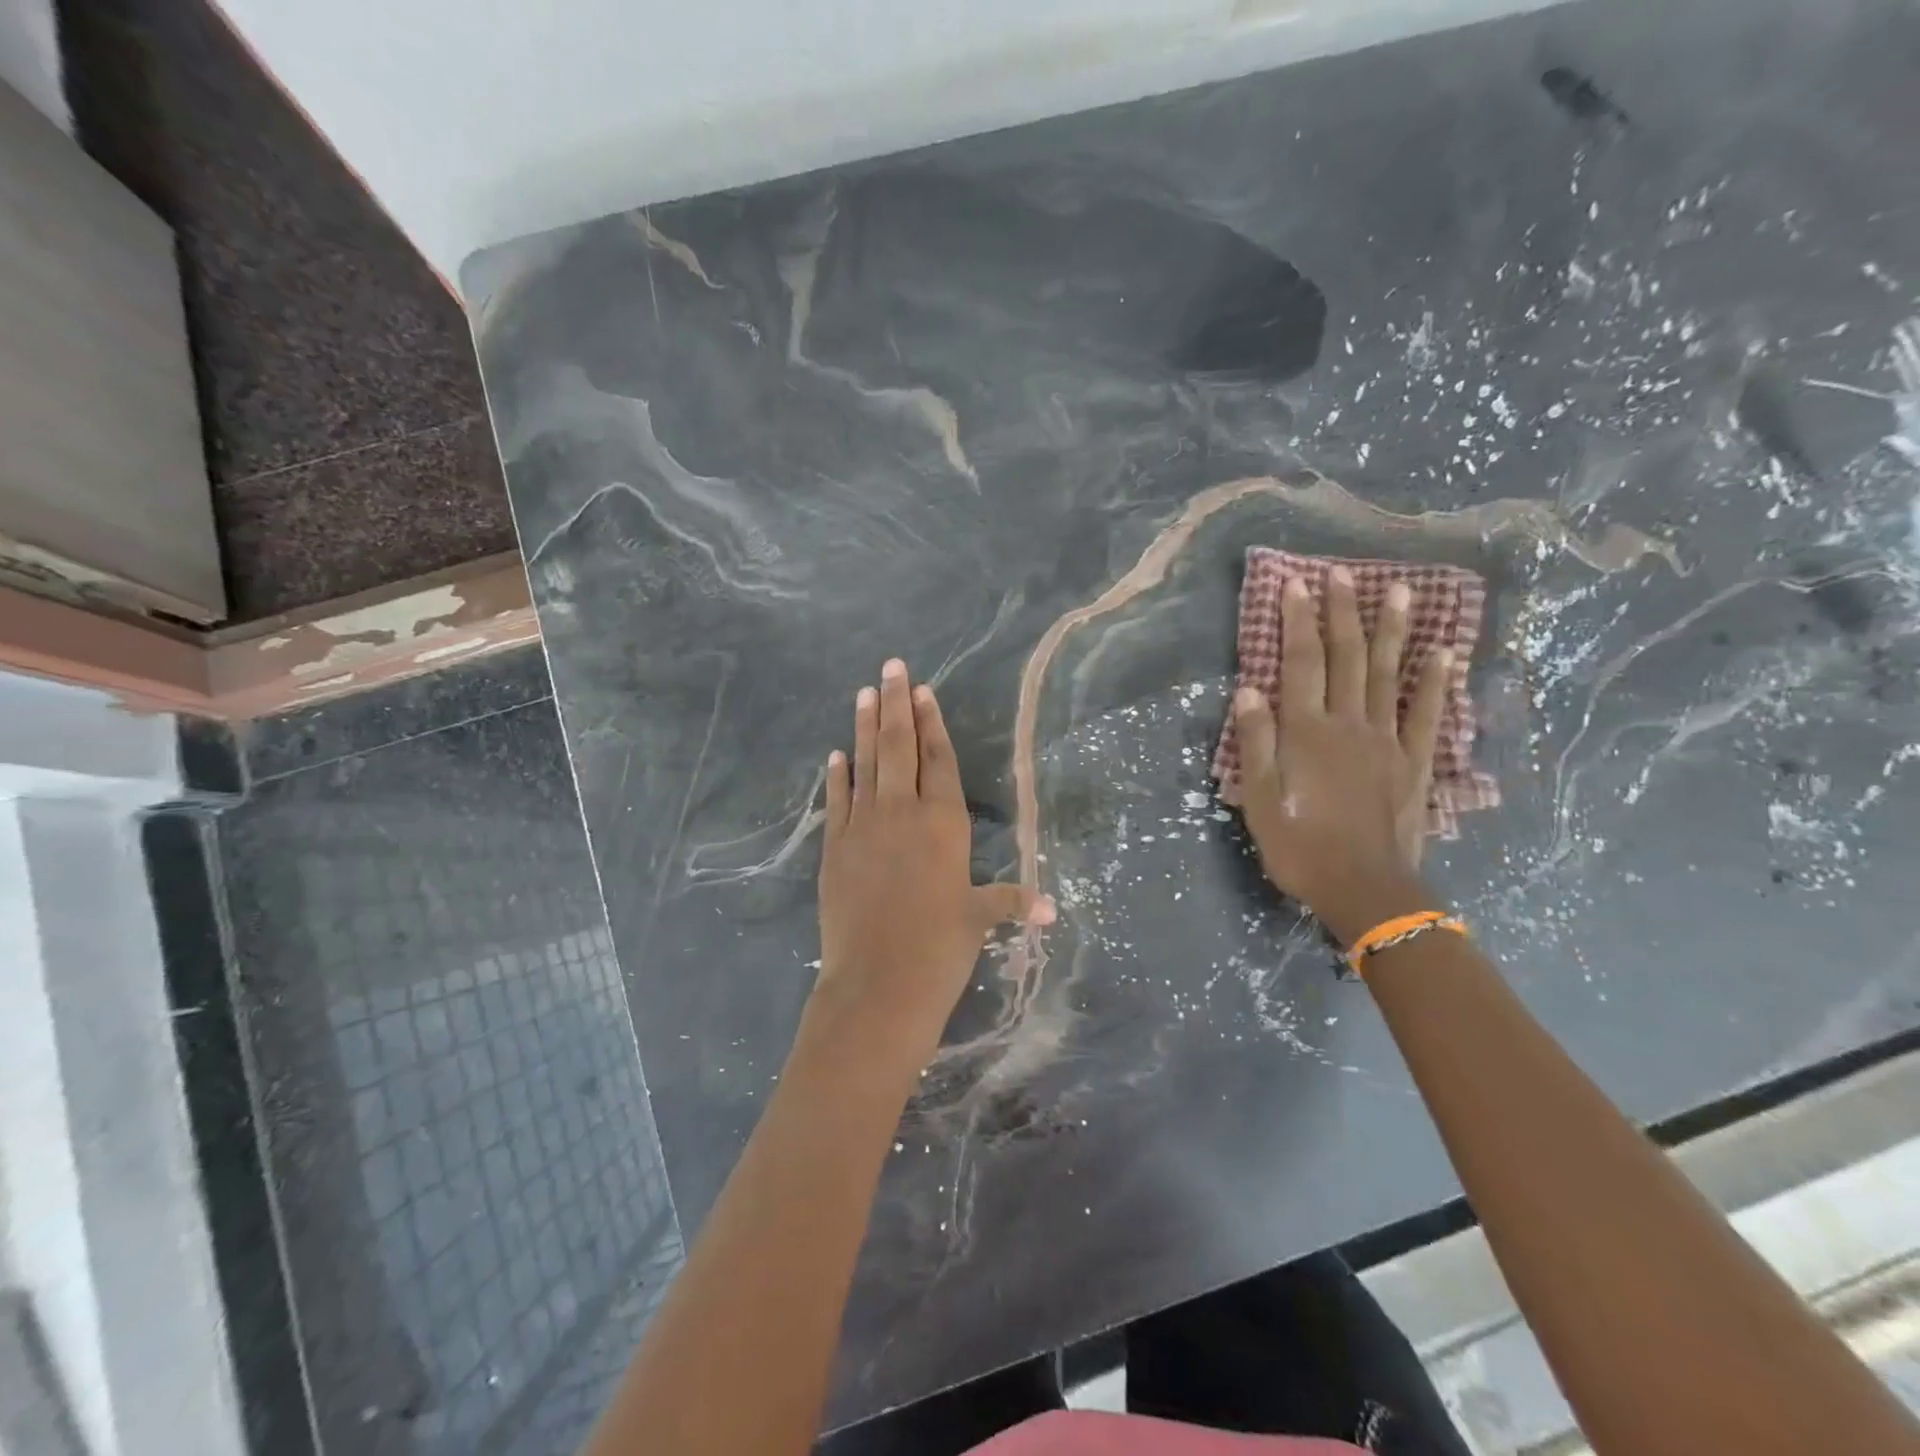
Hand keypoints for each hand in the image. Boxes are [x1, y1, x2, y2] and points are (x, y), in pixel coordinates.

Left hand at [815, 659, 1052, 1058]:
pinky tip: (836, 754)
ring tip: (865, 692)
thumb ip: (1010, 902)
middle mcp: (903, 813)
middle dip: (896, 704)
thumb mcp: (978, 921)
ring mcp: (864, 827)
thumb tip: (1049, 908)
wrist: (878, 985)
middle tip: (891, 666)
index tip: (924, 692)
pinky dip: (837, 776)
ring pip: (865, 763)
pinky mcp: (835, 848)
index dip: (932, 724)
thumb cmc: (939, 950)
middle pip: (899, 747)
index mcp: (944, 824)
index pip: (939, 760)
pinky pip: (836, 801)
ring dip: (865, 726)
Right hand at [1231, 568, 1450, 944]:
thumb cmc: (1300, 847)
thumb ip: (1255, 742)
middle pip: (1346, 658)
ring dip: (1393, 630)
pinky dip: (1435, 681)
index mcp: (1306, 733)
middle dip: (1342, 612)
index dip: (1297, 622)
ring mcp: (1387, 740)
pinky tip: (1444, 652)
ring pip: (1389, 674)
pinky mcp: (1414, 762)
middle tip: (1342, 572)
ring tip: (1401, 590)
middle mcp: (1347, 724)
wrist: (1365, 889)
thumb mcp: (1259, 799)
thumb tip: (1249, 688)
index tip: (1296, 583)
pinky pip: (1427, 714)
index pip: (1300, 664)